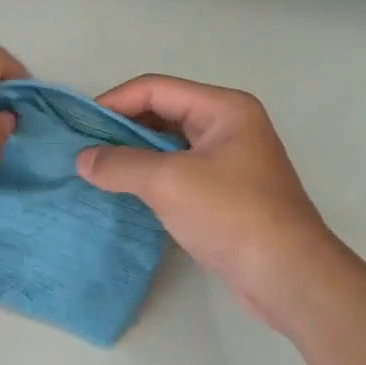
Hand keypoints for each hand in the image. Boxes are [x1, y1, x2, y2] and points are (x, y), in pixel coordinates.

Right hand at [77, 75, 340, 327]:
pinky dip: (150, 178)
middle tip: (83, 150)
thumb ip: (121, 165)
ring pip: (170, 146)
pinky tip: (125, 193)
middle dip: (121, 129)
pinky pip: (179, 174)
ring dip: (134, 156)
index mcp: (224, 109)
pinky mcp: (226, 194)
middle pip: (163, 113)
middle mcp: (229, 127)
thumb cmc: (231, 215)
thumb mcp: (169, 182)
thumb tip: (83, 160)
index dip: (114, 102)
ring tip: (96, 172)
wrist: (286, 275)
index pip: (156, 89)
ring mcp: (229, 162)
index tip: (78, 127)